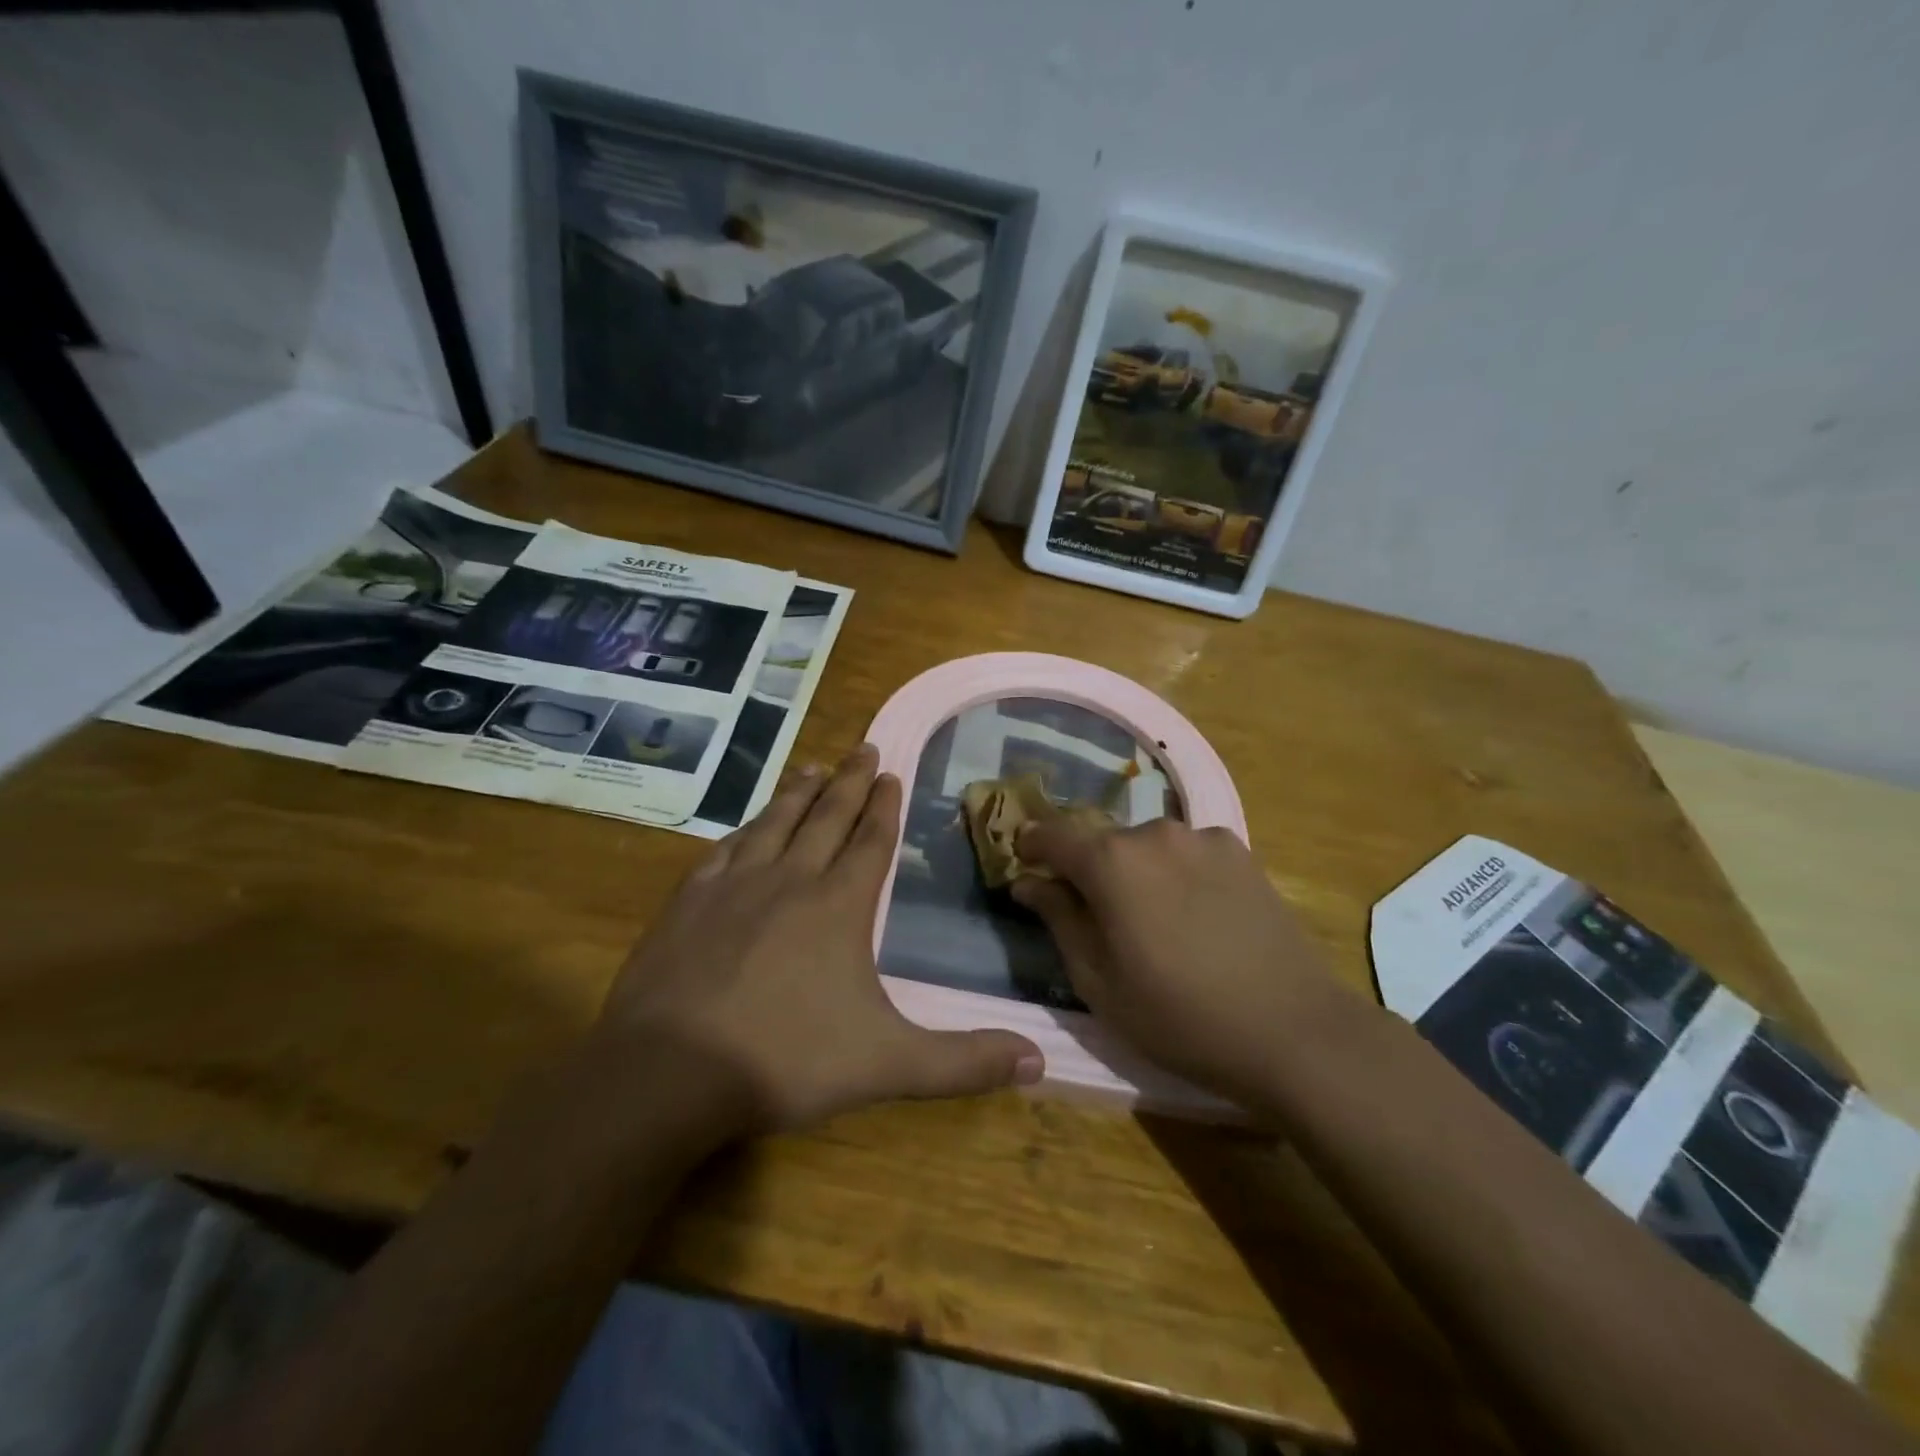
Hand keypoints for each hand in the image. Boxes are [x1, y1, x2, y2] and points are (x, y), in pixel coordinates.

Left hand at [596, 745, 1043, 1136]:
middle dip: (850, 781)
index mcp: (838, 906)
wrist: (667, 1072)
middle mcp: (789, 880)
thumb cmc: (786, 1061)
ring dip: (798, 793)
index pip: (870, 842)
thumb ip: (964, 1062)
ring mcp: (733, 887)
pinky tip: (746, 826)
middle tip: (864, 747)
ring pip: (775, 823)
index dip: (884, 806)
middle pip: (826, 818)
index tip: (892, 772)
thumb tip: (1039, 1059)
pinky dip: (744, 830)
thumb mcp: (889, 1065)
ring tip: (812, 765)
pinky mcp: (687, 903)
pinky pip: (725, 850)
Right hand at [1011, 818, 1348, 1108]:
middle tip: (1093, 914)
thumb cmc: (1178, 1016)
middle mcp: (1154, 833)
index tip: (1024, 863)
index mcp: (1111, 861)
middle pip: (1102, 842)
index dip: (1032, 846)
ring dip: (1135, 872)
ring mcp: (1203, 838)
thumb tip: (1028, 882)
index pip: (1052, 835)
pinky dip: (1175, 873)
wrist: (1293, 1030)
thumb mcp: (1098, 981)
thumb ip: (1058, 919)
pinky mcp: (1242, 852)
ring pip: (1147, 847)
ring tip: (1151, 921)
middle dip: (1088, 869)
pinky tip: (1194, 916)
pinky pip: (1188, 853)